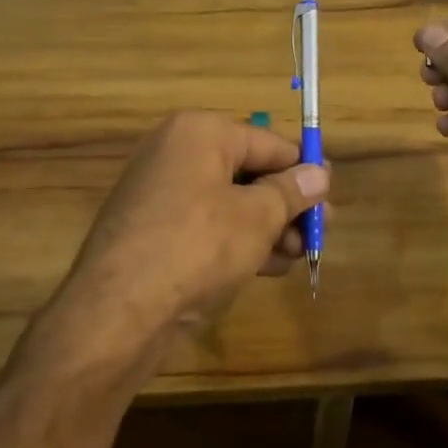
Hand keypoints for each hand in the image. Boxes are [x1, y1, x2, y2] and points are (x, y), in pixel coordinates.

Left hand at [62, 111, 328, 339]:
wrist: (117, 313)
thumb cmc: (197, 248)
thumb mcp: (257, 218)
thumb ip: (291, 192)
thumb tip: (319, 174)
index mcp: (199, 133)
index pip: (267, 142)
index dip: (303, 170)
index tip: (330, 197)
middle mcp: (176, 153)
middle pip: (248, 172)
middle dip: (287, 204)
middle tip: (318, 233)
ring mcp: (160, 194)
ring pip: (230, 202)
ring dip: (268, 227)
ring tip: (299, 255)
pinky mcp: (153, 231)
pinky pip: (208, 226)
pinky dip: (239, 241)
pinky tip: (270, 267)